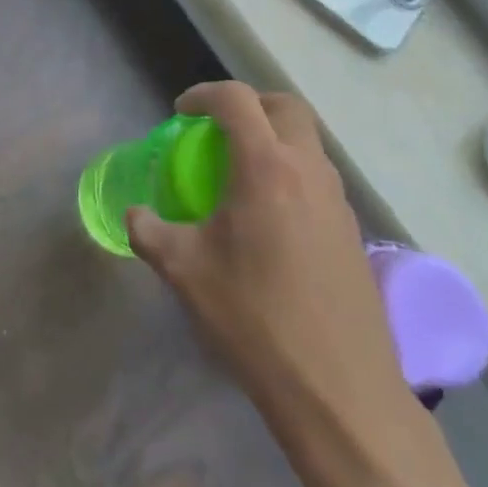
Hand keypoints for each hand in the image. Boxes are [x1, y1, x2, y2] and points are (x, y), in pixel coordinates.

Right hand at [127, 83, 413, 443]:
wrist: (339, 391)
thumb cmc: (254, 319)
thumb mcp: (185, 272)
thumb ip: (149, 232)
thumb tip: (135, 216)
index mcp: (265, 167)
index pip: (237, 100)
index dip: (204, 94)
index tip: (182, 113)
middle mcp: (308, 171)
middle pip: (285, 106)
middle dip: (250, 104)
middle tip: (219, 129)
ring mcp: (337, 200)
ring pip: (307, 142)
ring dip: (273, 139)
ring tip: (241, 175)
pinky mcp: (353, 231)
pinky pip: (318, 178)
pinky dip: (290, 174)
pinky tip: (270, 220)